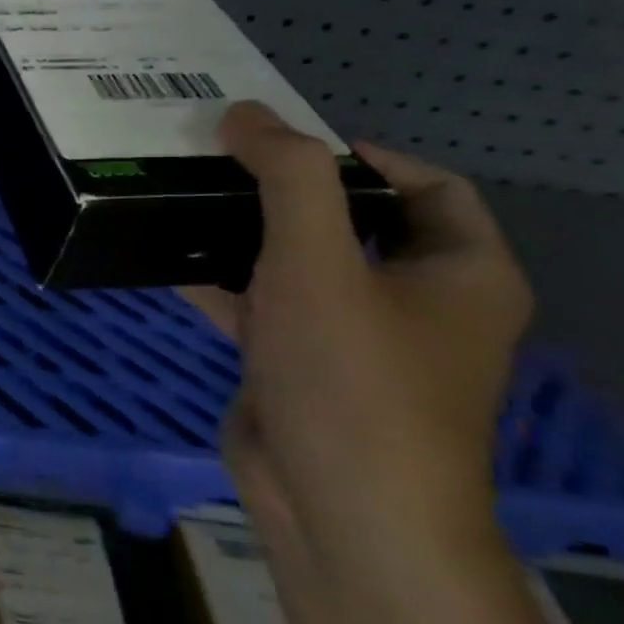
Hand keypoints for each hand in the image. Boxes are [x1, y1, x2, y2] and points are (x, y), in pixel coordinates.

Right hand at [184, 103, 533, 577]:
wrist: (338, 510)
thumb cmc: (353, 378)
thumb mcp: (320, 261)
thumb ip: (287, 178)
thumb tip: (245, 113)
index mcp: (459, 273)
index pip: (425, 186)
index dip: (357, 154)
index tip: (279, 141)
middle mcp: (413, 301)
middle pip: (349, 221)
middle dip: (281, 189)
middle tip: (213, 159)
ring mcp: (350, 338)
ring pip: (295, 264)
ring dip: (241, 232)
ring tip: (178, 196)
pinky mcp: (297, 366)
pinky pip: (259, 305)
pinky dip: (218, 280)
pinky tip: (163, 256)